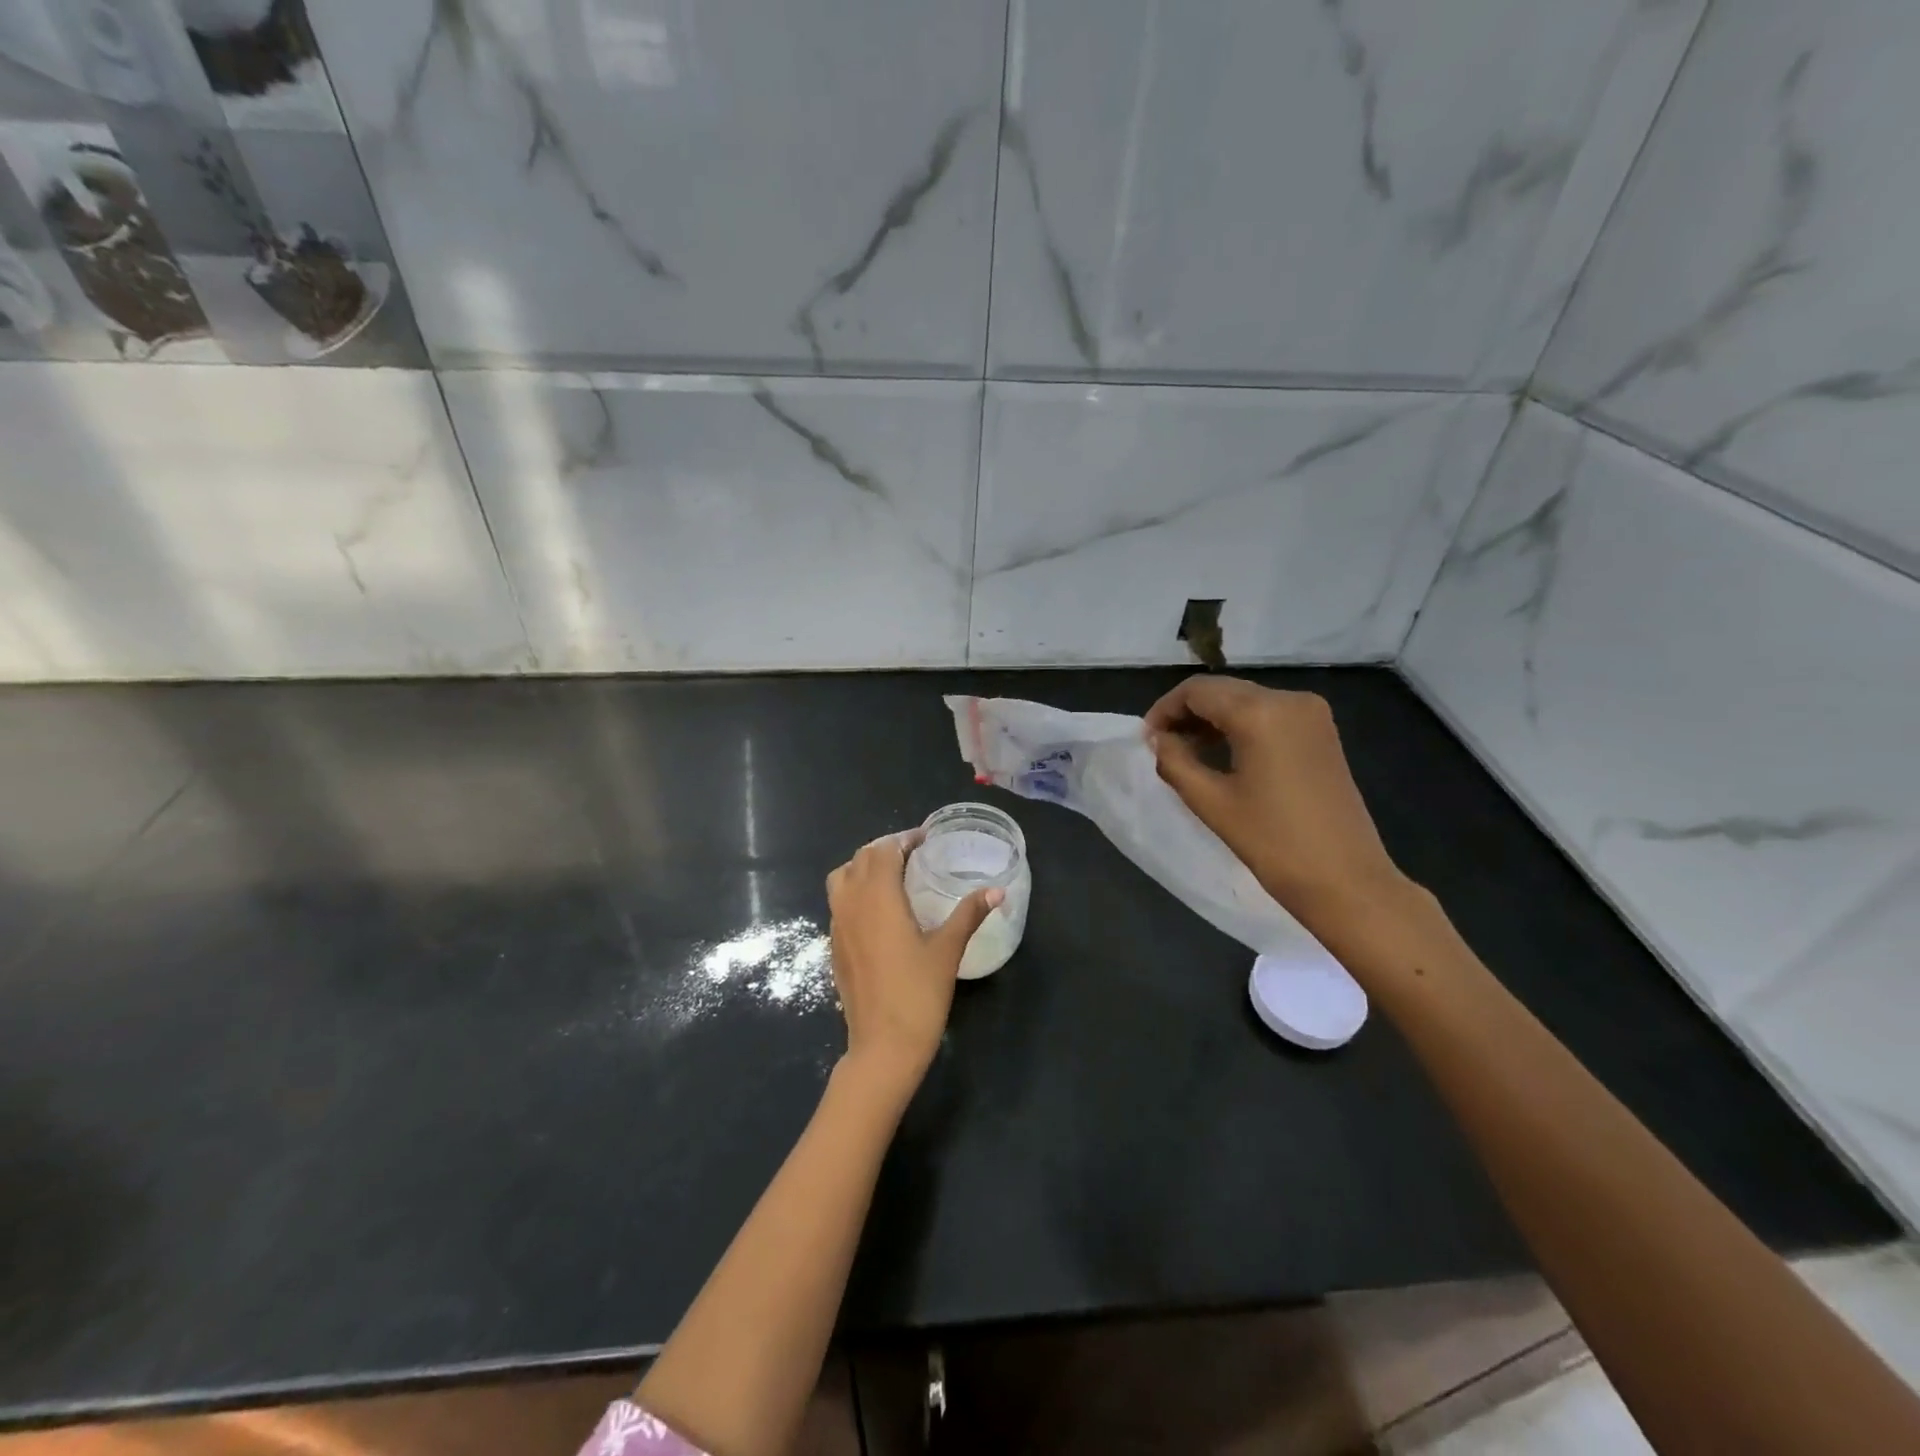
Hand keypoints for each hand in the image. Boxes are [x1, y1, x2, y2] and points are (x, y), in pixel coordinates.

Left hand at [826, 832, 1002, 1097]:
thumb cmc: (918, 994)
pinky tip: (880, 911)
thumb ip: (969, 914)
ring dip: (864, 867)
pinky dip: (855, 891)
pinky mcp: (834, 945)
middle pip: (860, 858)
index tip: (925, 840)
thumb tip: (997, 890)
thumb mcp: (947, 950)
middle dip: (885, 849)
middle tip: (914, 855)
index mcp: (878, 897)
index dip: (903, 839)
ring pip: (842, 878)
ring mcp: (837, 925)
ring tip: (893, 877)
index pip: (884, 850)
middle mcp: (851, 903)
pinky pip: (839, 903)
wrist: (882, 1045)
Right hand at [1145, 676, 1414, 933]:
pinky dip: (1239, 726)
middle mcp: (1289, 699)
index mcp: (1260, 712)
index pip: (1197, 691)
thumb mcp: (1211, 801)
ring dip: (1212, 719)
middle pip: (1222, 690)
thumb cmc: (1272, 842)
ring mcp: (1311, 714)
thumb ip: (1174, 761)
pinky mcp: (1321, 732)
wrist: (1345, 880)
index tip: (1145, 740)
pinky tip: (1222, 754)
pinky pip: (1268, 714)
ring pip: (1245, 700)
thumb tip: (1156, 739)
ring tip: (1186, 753)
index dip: (1164, 710)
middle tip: (1161, 746)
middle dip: (1187, 713)